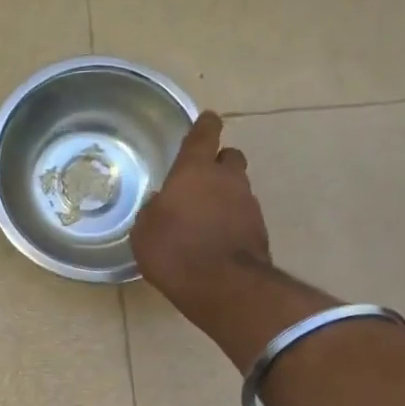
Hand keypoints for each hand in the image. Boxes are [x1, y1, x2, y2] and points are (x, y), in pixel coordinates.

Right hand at [133, 112, 269, 318]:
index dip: (204, 125)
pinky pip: (243, 215)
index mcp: (195, 170)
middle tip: (200, 178)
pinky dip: (232, 220)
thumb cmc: (174, 250)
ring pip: (238, 187)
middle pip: (229, 157)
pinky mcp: (260, 230)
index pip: (204, 134)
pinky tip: (216, 238)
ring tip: (205, 215)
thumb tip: (161, 204)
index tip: (207, 119)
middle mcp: (227, 179)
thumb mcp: (144, 231)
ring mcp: (248, 204)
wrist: (223, 285)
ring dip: (225, 195)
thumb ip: (153, 210)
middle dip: (218, 162)